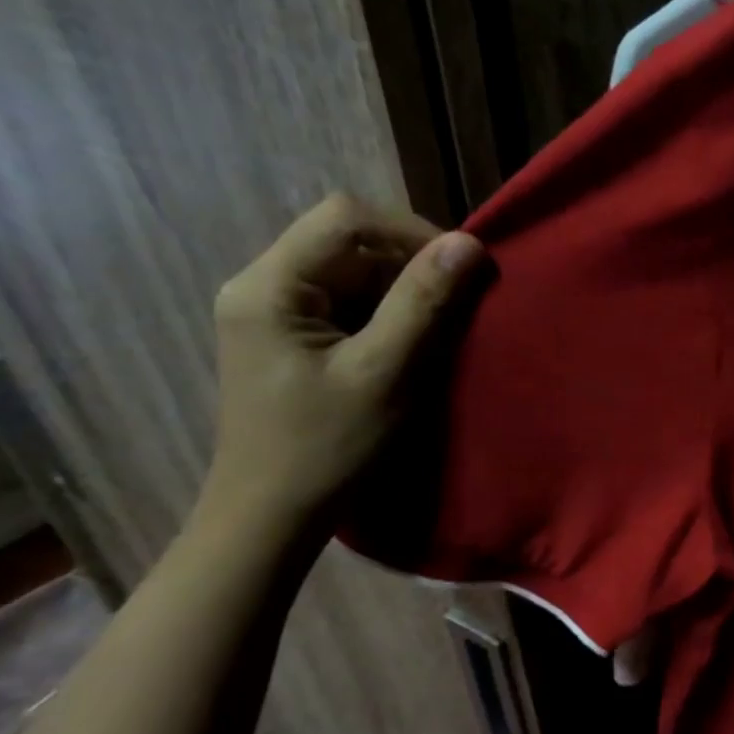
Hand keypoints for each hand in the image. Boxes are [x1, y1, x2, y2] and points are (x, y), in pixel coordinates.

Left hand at [201, 194, 489, 528]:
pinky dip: (391, 312)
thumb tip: (469, 245)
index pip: (346, 218)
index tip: (462, 270)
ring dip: (406, 290)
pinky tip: (413, 343)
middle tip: (460, 303)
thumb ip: (423, 303)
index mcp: (270, 286)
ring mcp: (275, 311)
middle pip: (350, 240)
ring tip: (442, 326)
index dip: (412, 232)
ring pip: (355, 270)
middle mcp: (264, 285)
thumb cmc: (327, 448)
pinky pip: (351, 301)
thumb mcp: (385, 373)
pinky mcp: (294, 336)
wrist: (273, 515)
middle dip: (412, 263)